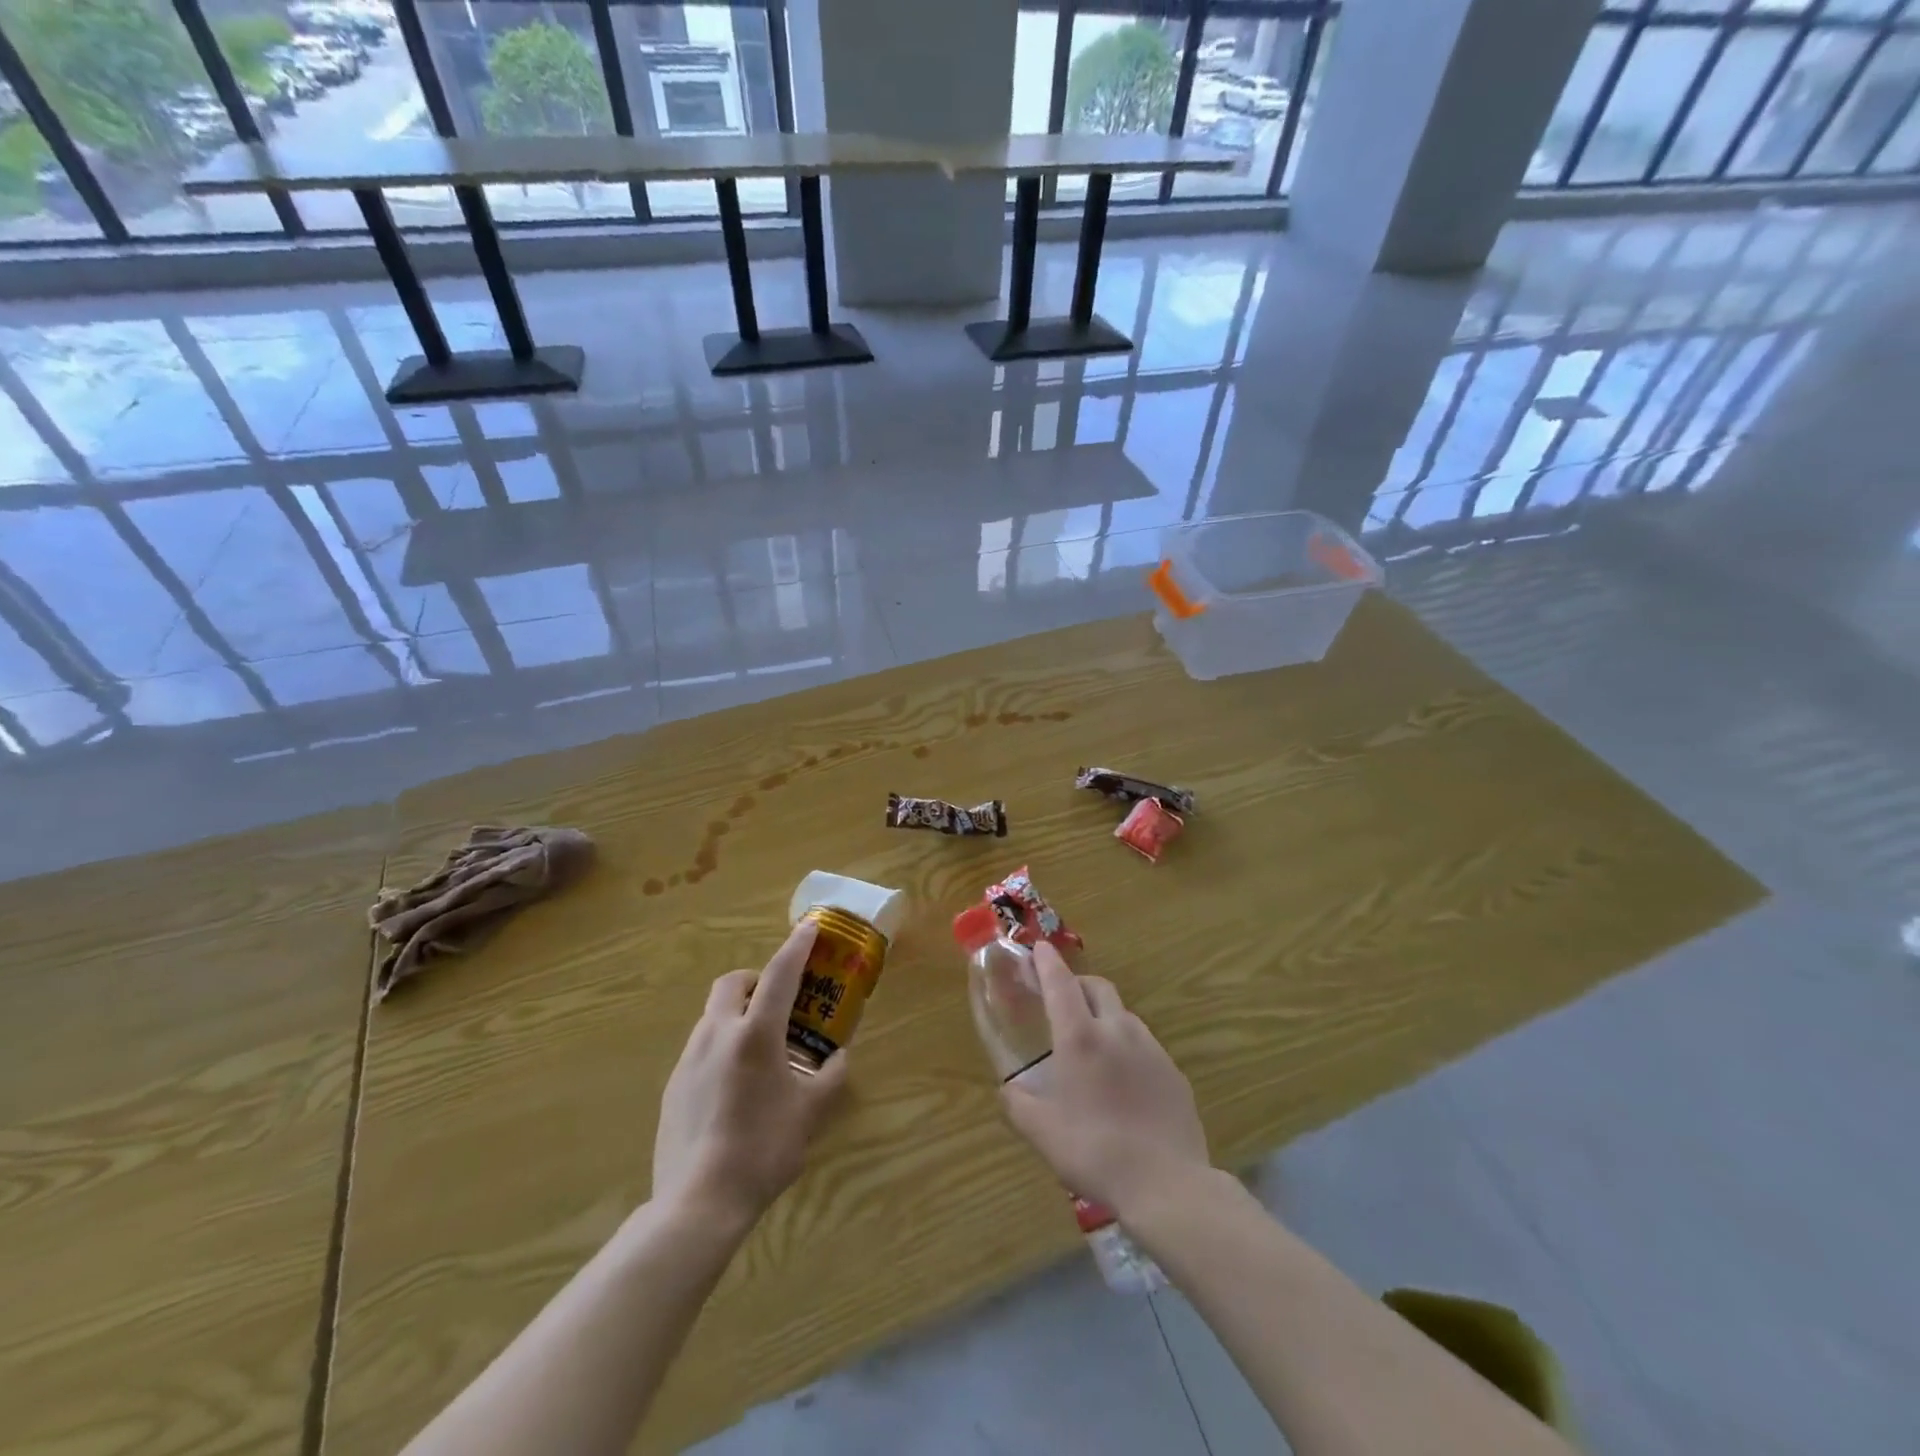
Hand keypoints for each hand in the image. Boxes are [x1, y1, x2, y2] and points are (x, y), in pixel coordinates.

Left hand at [652, 921, 849, 1225]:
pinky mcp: (673, 1086)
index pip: (780, 975)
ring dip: (738, 1015)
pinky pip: (701, 1049)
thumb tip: (838, 1058)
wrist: (697, 1203)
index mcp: (755, 1035)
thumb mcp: (810, 1114)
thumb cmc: (763, 1149)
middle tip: (776, 1003)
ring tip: (760, 1052)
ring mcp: (690, 1060)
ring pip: (713, 1016)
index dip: (797, 947)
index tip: (809, 927)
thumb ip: (829, 1078)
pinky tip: (735, 1088)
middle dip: (755, 980)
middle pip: (732, 984)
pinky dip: (721, 1048)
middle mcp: (718, 1035)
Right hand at [1000, 942, 1210, 1218]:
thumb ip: (1018, 1104)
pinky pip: (1145, 1045)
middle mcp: (1117, 1030)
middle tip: (1063, 1000)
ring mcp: (1151, 1048)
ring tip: (1093, 1044)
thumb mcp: (1042, 1133)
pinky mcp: (1173, 1071)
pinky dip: (1127, 1046)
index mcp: (1080, 1038)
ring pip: (1123, 1014)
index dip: (1047, 962)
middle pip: (1097, 987)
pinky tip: (1124, 1080)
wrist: (1168, 1184)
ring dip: (1104, 1015)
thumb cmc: (1095, 1153)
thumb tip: (1008, 1089)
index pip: (1060, 983)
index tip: (1038, 947)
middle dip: (1077, 984)